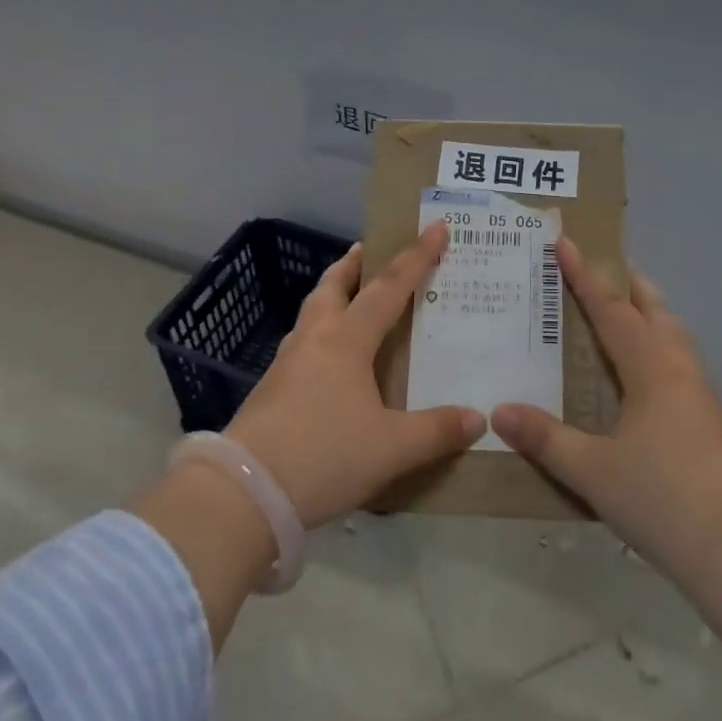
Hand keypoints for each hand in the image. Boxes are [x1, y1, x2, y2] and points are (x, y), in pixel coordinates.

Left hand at [226, 221, 485, 526]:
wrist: (243, 492)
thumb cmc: (323, 456)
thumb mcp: (391, 448)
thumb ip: (436, 431)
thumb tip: (479, 418)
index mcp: (347, 340)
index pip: (389, 288)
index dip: (416, 257)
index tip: (435, 227)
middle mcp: (315, 339)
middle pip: (333, 286)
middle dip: (354, 264)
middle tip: (370, 251)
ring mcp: (286, 363)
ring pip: (312, 312)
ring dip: (333, 294)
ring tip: (351, 298)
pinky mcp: (270, 389)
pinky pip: (302, 343)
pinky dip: (321, 332)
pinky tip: (328, 358)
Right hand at [491, 239, 721, 574]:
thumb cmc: (665, 499)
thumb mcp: (593, 471)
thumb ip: (546, 439)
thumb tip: (500, 411)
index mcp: (650, 366)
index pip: (611, 308)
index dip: (584, 275)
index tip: (565, 241)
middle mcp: (678, 368)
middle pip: (654, 309)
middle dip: (627, 284)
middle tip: (599, 268)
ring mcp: (700, 394)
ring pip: (672, 334)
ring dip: (647, 313)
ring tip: (622, 313)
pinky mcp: (711, 421)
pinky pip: (678, 362)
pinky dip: (656, 346)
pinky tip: (641, 376)